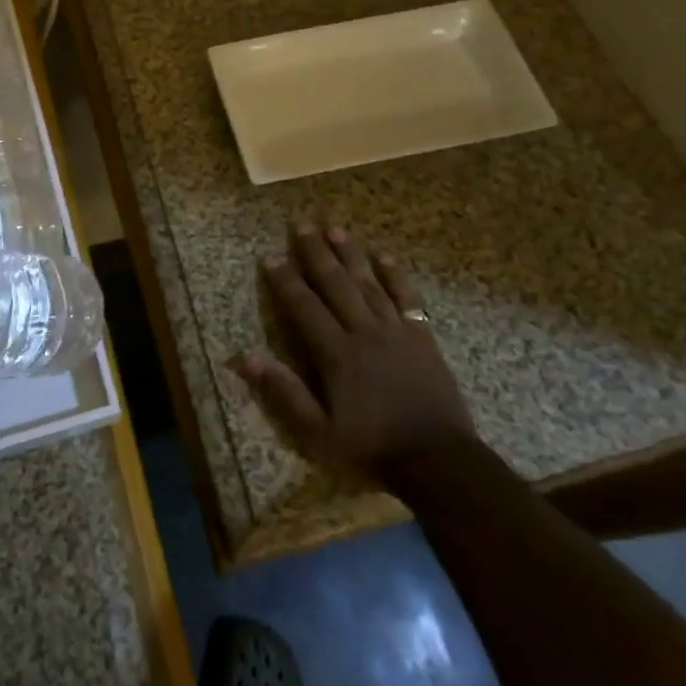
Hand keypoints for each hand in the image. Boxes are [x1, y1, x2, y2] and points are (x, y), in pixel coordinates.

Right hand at [232, 222, 476, 482]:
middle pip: (336, 284)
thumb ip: (284, 392)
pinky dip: (396, 276)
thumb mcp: (318, 433)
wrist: (439, 460)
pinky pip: (407, 297)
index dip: (285, 281)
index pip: (304, 307)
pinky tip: (385, 257)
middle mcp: (364, 332)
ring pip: (368, 283)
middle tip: (301, 225)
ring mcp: (396, 331)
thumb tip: (246, 357)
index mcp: (336, 354)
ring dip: (351, 255)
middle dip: (316, 253)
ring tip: (336, 229)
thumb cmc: (372, 448)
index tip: (270, 257)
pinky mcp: (422, 337)